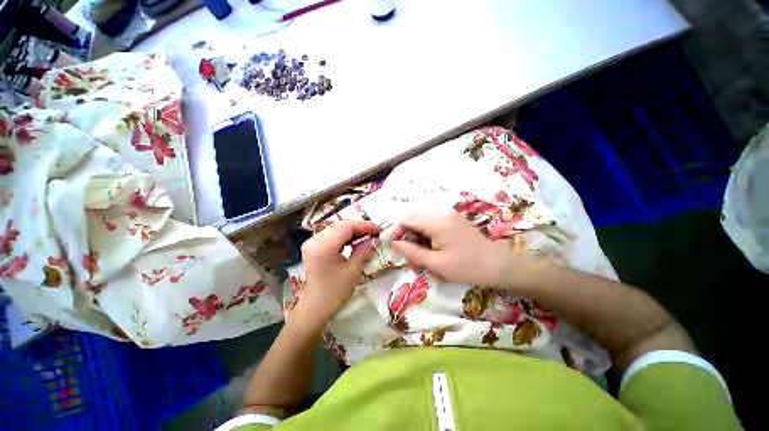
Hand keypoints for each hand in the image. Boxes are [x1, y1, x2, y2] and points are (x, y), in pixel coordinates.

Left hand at [296, 220, 380, 326]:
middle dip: (360, 227)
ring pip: (337, 228)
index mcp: (323, 246)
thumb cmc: (334, 293)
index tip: (379, 229)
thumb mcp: (353, 271)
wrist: (314, 309)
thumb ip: (364, 251)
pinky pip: (333, 235)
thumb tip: (375, 239)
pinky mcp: (314, 246)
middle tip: (376, 233)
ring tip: (369, 236)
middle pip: (341, 225)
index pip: (346, 226)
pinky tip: (356, 241)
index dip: (364, 225)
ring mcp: (312, 242)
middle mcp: (315, 239)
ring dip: (354, 231)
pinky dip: (346, 236)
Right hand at [391, 211, 514, 286]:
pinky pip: (432, 222)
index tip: (395, 247)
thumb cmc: (466, 267)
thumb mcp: (436, 264)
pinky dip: (426, 233)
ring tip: (422, 253)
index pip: (406, 219)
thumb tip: (394, 243)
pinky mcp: (453, 218)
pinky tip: (432, 247)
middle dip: (407, 234)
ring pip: (422, 220)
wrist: (497, 264)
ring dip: (416, 235)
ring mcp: (449, 214)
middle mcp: (441, 212)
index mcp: (436, 222)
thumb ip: (412, 252)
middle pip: (413, 218)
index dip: (396, 231)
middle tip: (410, 254)